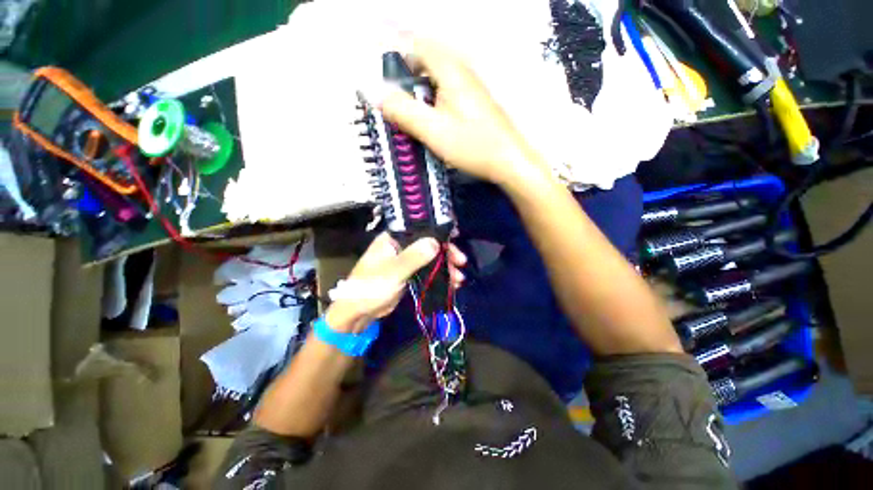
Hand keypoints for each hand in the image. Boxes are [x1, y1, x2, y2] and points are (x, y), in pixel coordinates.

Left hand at [324, 232, 466, 333]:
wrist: (357, 313)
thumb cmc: (371, 287)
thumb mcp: (393, 271)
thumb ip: (414, 257)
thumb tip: (435, 242)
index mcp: (393, 238)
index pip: (419, 227)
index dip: (438, 230)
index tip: (455, 235)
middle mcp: (400, 246)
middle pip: (428, 244)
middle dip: (446, 253)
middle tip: (461, 262)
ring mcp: (405, 260)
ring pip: (430, 258)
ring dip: (446, 267)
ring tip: (459, 279)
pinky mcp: (408, 274)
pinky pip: (428, 271)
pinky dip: (439, 276)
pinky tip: (452, 284)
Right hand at [375, 37, 549, 186]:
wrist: (508, 161)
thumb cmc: (473, 146)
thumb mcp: (433, 131)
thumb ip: (404, 111)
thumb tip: (375, 93)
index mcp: (450, 71)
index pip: (417, 45)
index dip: (395, 52)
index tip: (380, 72)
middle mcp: (462, 72)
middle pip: (426, 60)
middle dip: (406, 74)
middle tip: (393, 97)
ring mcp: (470, 88)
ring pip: (436, 78)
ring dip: (419, 89)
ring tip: (409, 112)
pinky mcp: (474, 104)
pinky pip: (446, 92)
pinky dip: (432, 100)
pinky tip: (431, 120)